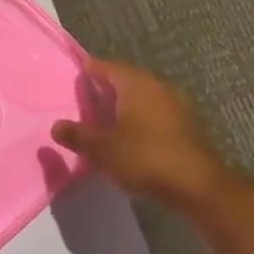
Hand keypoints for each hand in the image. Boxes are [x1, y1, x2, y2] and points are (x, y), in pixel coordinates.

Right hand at [53, 58, 227, 207]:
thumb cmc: (144, 158)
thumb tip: (56, 126)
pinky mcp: (187, 126)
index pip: (108, 66)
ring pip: (144, 98)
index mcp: (136, 84)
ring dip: (125, 105)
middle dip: (107, 88)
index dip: (90, 69)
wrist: (197, 186)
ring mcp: (177, 106)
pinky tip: (130, 136)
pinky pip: (156, 114)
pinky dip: (140, 119)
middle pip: (127, 80)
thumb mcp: (101, 149)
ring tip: (106, 119)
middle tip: (87, 98)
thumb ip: (77, 135)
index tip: (77, 74)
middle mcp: (158, 87)